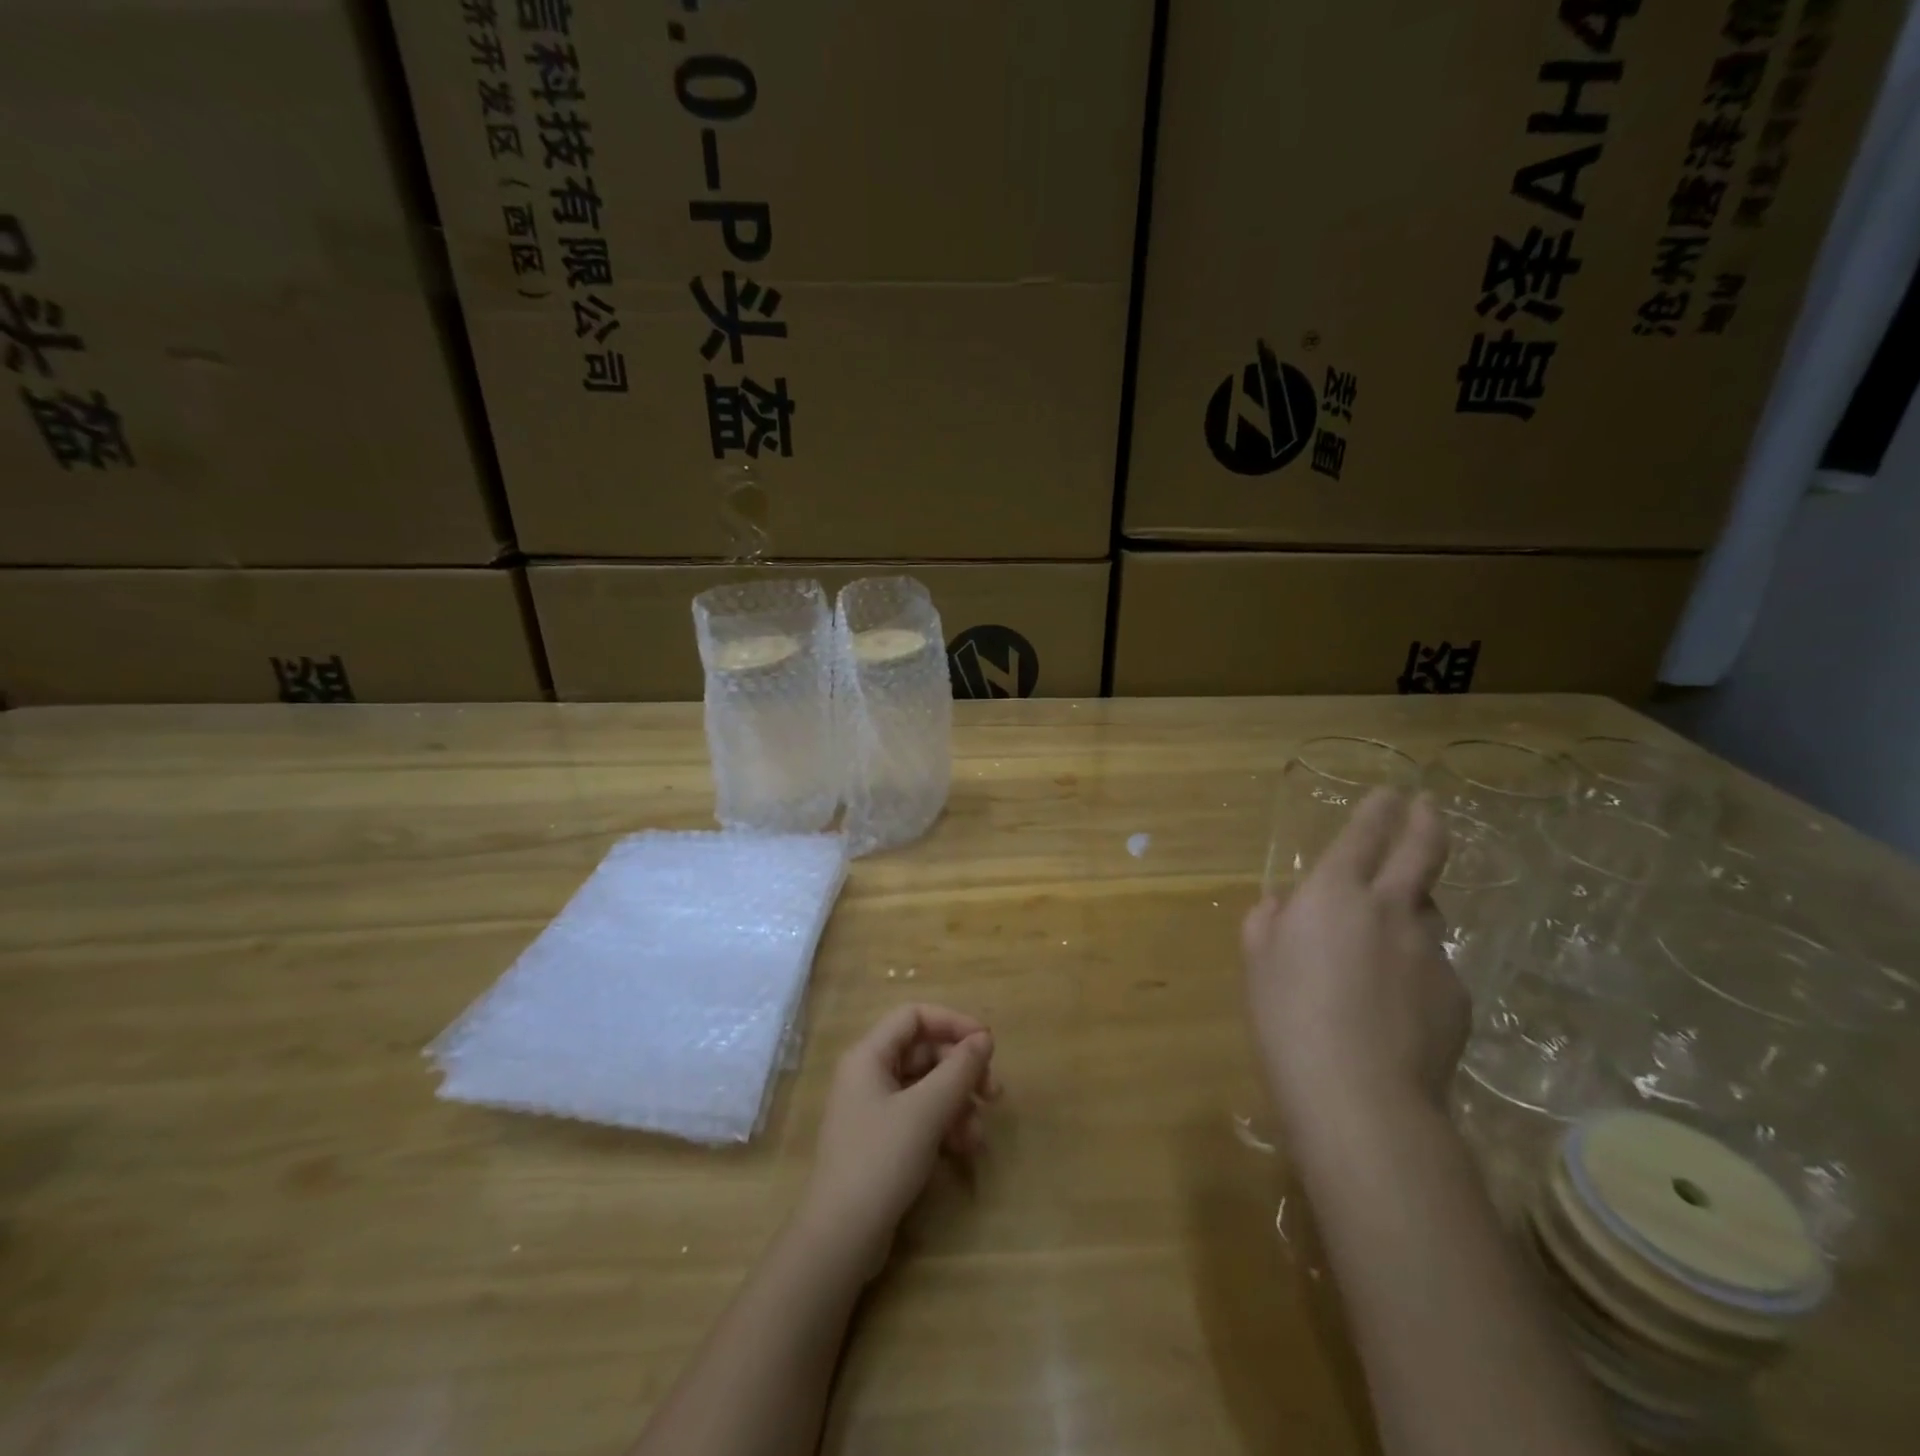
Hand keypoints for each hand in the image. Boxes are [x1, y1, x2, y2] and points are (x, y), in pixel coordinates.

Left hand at [798, 1004, 999, 1278]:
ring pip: (925, 1088)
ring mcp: (873, 1109)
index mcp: (869, 1055)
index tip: (987, 1044)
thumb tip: (984, 1039)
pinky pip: (919, 1117)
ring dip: (957, 1103)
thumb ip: (959, 1070)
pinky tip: (963, 1149)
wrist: (841, 1238)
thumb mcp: (927, 1111)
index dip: (953, 1023)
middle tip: (994, 1094)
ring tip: (978, 1135)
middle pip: (923, 1053)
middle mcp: (868, 1074)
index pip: (915, 1017)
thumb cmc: (881, 1160)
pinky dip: (944, 1125)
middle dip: (961, 1071)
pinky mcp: (881, 1141)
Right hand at [1242, 790, 1467, 1140]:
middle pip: (1421, 852)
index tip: (1390, 793)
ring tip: (1386, 938)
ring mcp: (1431, 951)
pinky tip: (1392, 1005)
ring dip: (1411, 908)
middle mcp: (1391, 910)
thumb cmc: (1288, 1015)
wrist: (1360, 1093)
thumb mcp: (1258, 960)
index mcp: (1335, 894)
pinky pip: (1431, 966)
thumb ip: (1268, 921)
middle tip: (1427, 805)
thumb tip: (1283, 905)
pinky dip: (1413, 969)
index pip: (1363, 836)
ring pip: (1426, 913)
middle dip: (1424, 821)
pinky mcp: (1456, 994)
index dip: (1377, 810)